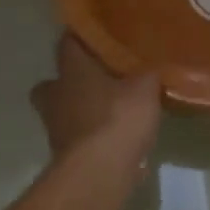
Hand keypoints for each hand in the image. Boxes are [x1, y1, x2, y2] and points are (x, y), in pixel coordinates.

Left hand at [31, 33, 161, 163]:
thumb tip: (153, 64)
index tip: (101, 37)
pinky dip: (93, 139)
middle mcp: (55, 94)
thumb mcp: (145, 88)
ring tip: (114, 113)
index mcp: (71, 70)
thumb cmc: (118, 118)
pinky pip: (79, 139)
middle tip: (101, 80)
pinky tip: (117, 142)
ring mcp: (55, 127)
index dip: (83, 38)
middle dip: (74, 80)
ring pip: (65, 111)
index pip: (68, 42)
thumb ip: (148, 73)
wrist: (98, 173)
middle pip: (56, 81)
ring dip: (84, 111)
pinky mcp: (64, 155)